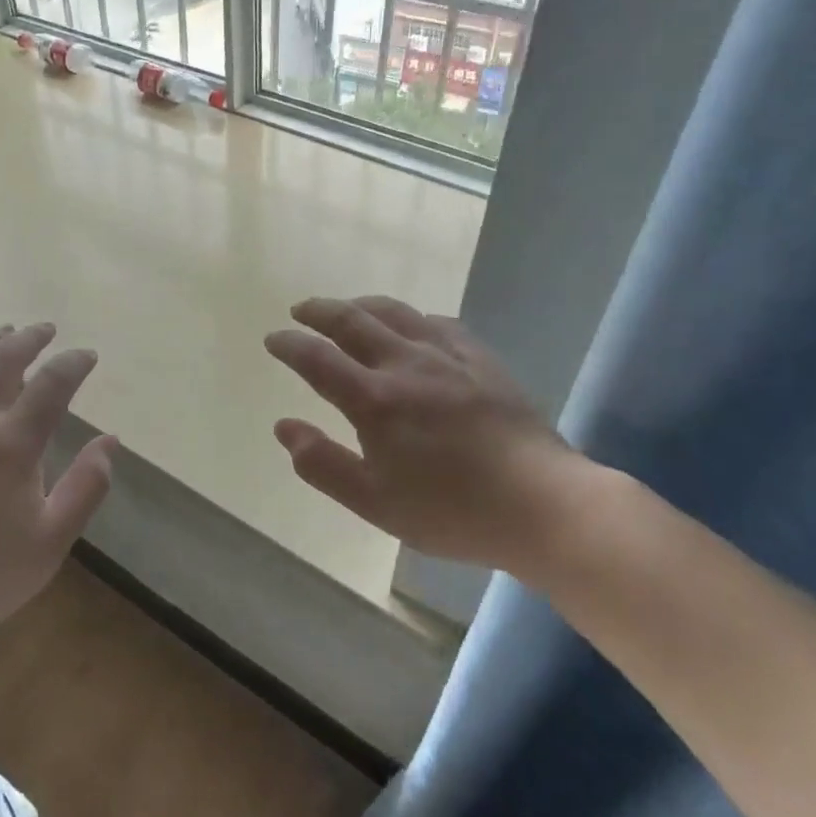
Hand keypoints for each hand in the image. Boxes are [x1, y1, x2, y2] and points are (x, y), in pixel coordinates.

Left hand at [0, 323, 114, 672]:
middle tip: (46, 329)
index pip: (51, 384)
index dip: (73, 363)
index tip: (87, 356)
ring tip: (3, 332)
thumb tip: (110, 441)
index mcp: (12, 444)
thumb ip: (86, 486)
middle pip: (2, 360)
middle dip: (29, 338)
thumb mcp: (52, 539)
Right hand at [264, 296, 592, 576]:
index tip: (273, 339)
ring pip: (395, 312)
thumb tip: (284, 427)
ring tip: (347, 308)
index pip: (317, 358)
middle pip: (352, 321)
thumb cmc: (451, 511)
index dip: (290, 344)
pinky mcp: (481, 359)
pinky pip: (438, 324)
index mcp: (374, 401)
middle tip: (301, 310)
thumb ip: (322, 464)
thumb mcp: (374, 502)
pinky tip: (413, 326)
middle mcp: (405, 365)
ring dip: (361, 305)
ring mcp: (447, 357)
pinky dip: (411, 318)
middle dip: (319, 311)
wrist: (542, 504)